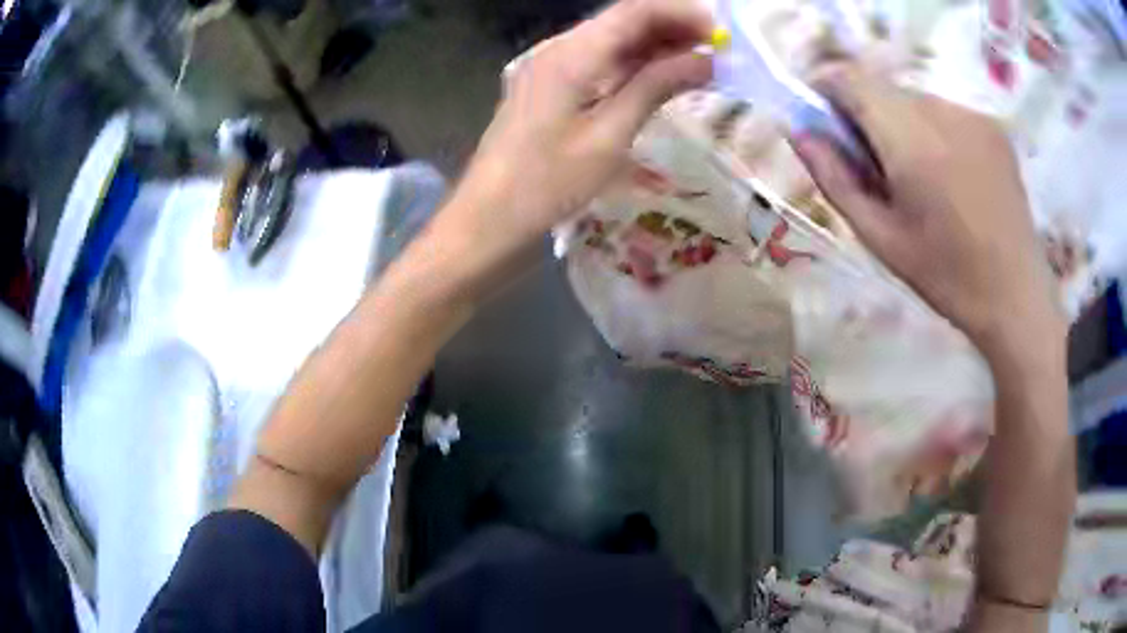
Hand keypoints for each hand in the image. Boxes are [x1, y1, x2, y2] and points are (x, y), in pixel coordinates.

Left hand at [445, 0, 711, 264]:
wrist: (489, 219)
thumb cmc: (547, 184)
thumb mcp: (609, 137)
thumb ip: (655, 88)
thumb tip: (704, 60)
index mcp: (572, 54)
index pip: (635, 11)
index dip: (680, 14)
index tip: (720, 33)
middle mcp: (559, 49)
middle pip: (623, 20)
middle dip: (672, 27)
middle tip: (717, 51)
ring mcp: (551, 67)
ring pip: (612, 40)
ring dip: (655, 46)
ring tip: (698, 63)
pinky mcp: (550, 87)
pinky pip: (599, 62)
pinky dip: (633, 64)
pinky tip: (660, 78)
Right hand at [791, 63, 1065, 358]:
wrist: (1017, 297)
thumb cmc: (947, 277)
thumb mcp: (880, 238)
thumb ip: (835, 178)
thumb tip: (799, 132)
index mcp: (912, 142)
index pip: (851, 79)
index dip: (827, 91)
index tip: (823, 124)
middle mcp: (943, 112)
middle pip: (883, 89)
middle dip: (866, 116)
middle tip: (875, 168)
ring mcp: (973, 115)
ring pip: (914, 100)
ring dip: (901, 124)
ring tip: (919, 178)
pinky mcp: (993, 126)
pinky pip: (945, 112)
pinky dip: (932, 131)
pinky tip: (949, 176)